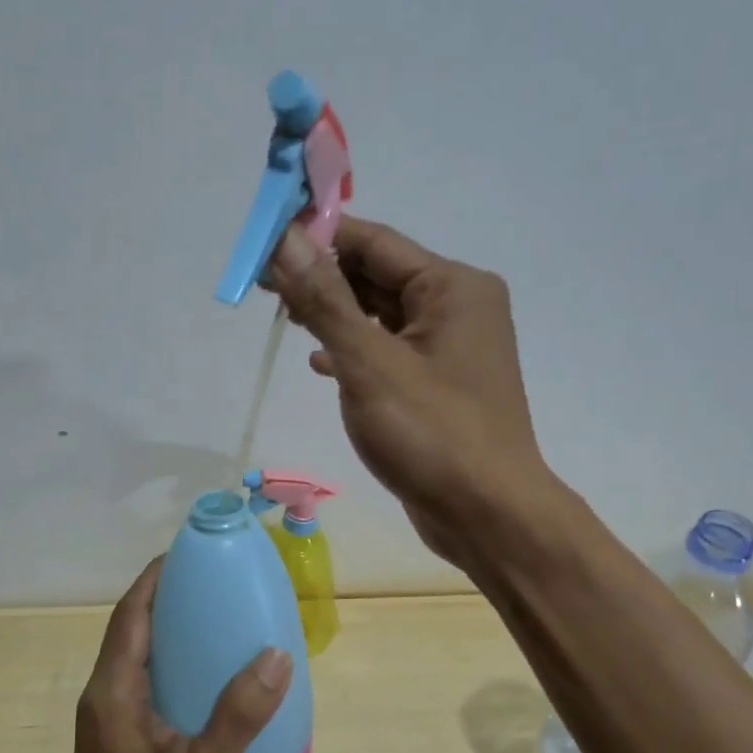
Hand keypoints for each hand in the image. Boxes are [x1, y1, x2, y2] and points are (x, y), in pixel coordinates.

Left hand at [51, 558, 291, 752]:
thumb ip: (240, 714)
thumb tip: (276, 655)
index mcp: (114, 690)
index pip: (130, 615)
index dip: (154, 579)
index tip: (187, 554)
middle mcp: (102, 696)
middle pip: (130, 630)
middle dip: (164, 600)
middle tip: (210, 584)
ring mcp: (104, 720)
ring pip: (133, 658)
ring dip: (164, 633)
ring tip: (211, 622)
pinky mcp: (112, 741)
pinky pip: (138, 684)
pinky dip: (166, 665)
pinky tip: (201, 681)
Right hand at [266, 218, 551, 568]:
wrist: (488, 516)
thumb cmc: (431, 434)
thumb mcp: (369, 363)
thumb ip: (324, 300)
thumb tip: (285, 240)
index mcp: (453, 286)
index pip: (374, 241)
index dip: (318, 237)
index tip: (266, 243)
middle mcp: (458, 306)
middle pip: (378, 275)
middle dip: (322, 277)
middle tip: (264, 285)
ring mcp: (450, 348)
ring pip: (381, 314)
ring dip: (335, 314)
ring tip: (284, 316)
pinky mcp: (439, 384)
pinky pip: (389, 350)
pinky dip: (355, 350)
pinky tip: (319, 363)